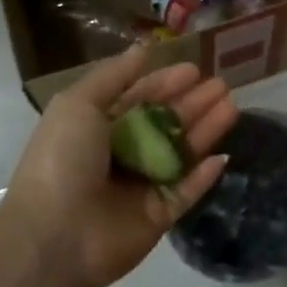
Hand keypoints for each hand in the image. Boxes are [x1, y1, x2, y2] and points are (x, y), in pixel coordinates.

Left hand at [0, 43, 237, 286]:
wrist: (54, 237)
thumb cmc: (62, 160)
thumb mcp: (78, 104)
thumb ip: (112, 76)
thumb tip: (142, 49)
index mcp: (96, 128)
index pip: (137, 98)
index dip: (165, 83)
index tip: (194, 69)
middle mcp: (120, 154)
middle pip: (164, 123)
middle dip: (192, 103)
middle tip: (222, 85)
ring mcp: (140, 187)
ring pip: (180, 154)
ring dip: (205, 130)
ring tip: (231, 107)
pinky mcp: (157, 217)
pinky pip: (186, 192)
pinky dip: (203, 175)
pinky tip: (222, 156)